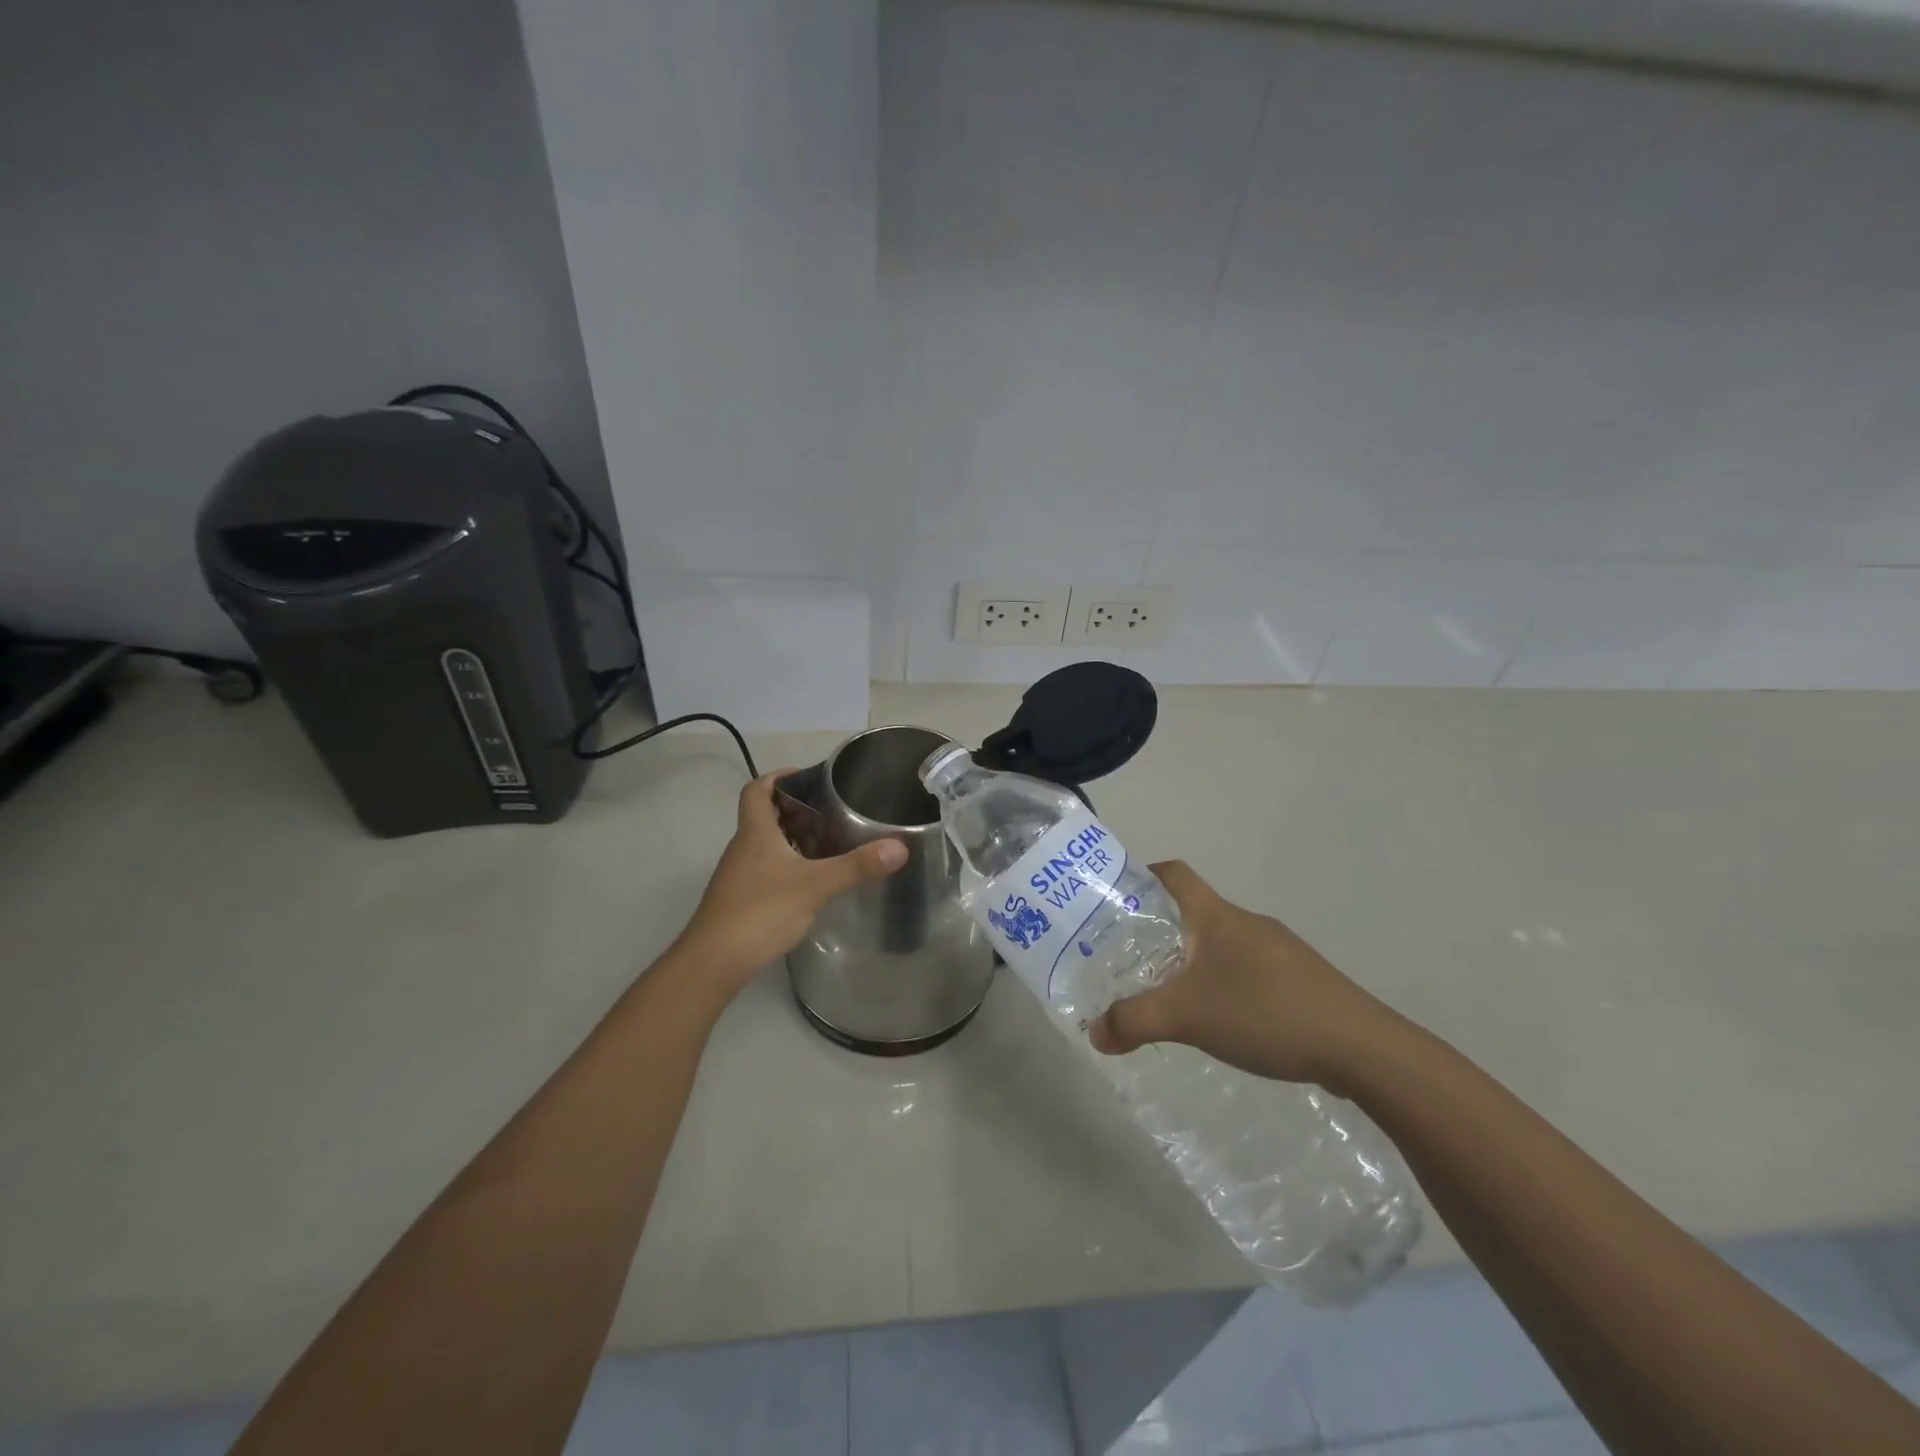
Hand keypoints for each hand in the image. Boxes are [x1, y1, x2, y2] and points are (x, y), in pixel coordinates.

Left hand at [672, 771, 906, 997]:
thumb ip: (856, 866)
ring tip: (828, 845)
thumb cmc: (761, 911)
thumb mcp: (815, 886)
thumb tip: (900, 847)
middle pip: (765, 816)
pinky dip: (788, 867)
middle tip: (831, 814)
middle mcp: (743, 848)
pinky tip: (810, 883)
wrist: (713, 963)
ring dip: (793, 840)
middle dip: (796, 811)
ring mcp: (739, 876)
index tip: (807, 778)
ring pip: (766, 845)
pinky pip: (766, 870)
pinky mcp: (740, 900)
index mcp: (755, 832)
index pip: (757, 789)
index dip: (778, 777)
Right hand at [1087, 861, 1389, 1088]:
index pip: (1173, 873)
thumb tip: (1093, 1034)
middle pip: (1193, 912)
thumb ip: (1134, 1021)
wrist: (1361, 1048)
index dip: (1142, 876)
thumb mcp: (1187, 1016)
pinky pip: (1248, 969)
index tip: (1116, 899)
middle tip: (1130, 959)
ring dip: (1193, 961)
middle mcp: (1247, 923)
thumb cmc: (1264, 1012)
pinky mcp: (1300, 980)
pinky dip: (1224, 983)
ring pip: (1221, 944)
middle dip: (1159, 931)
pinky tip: (1222, 1021)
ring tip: (1171, 995)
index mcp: (1217, 916)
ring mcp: (1278, 950)